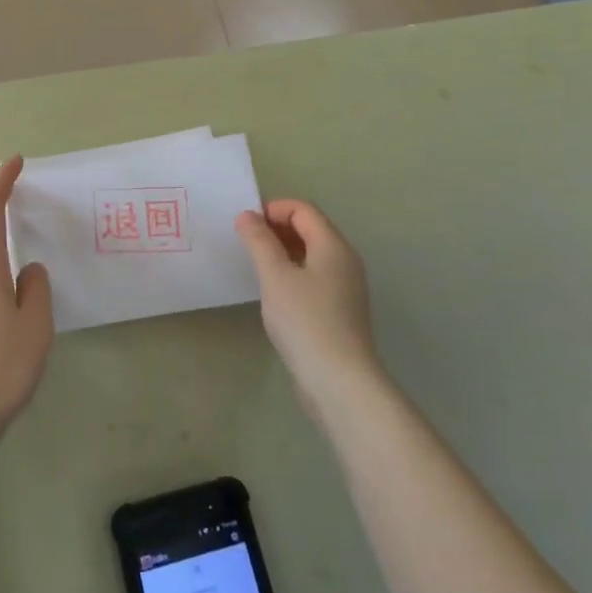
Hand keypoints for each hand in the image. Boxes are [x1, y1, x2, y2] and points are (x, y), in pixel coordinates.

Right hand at [236, 199, 381, 413]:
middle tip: (246, 244)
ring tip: (256, 266)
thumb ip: (259, 241)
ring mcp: (346, 287)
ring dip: (282, 251)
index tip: (245, 226)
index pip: (303, 209)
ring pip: (311, 254)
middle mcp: (345, 261)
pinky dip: (292, 272)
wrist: (340, 382)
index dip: (273, 209)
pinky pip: (314, 276)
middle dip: (276, 228)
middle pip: (310, 229)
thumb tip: (247, 215)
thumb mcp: (274, 276)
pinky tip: (274, 292)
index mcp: (333, 246)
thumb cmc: (305, 321)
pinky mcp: (340, 311)